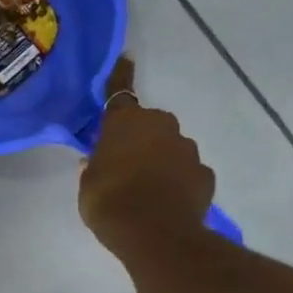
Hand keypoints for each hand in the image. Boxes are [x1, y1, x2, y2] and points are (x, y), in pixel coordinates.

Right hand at [78, 57, 214, 258]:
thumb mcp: (87, 186)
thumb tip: (94, 161)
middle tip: (122, 161)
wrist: (157, 236)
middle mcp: (161, 127)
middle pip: (148, 124)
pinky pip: (185, 172)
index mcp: (127, 123)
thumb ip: (92, 168)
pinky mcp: (205, 175)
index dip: (120, 75)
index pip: (119, 92)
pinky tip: (164, 200)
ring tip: (143, 188)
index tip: (127, 56)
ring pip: (169, 147)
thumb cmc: (110, 203)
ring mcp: (188, 150)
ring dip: (157, 159)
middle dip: (138, 136)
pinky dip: (176, 180)